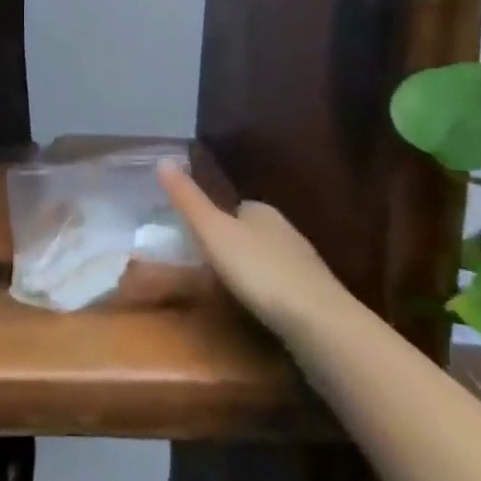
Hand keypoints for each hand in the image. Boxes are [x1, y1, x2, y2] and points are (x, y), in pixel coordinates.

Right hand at [158, 163, 348, 337]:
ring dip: (252, 271)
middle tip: (206, 269)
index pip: (234, 206)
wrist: (318, 322)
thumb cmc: (258, 270)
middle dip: (233, 246)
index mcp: (260, 210)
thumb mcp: (213, 232)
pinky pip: (283, 287)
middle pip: (252, 232)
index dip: (215, 219)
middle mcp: (285, 230)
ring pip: (269, 260)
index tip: (196, 238)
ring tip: (229, 292)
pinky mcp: (316, 297)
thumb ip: (188, 199)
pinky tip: (259, 310)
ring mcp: (304, 264)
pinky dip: (269, 294)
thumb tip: (162, 158)